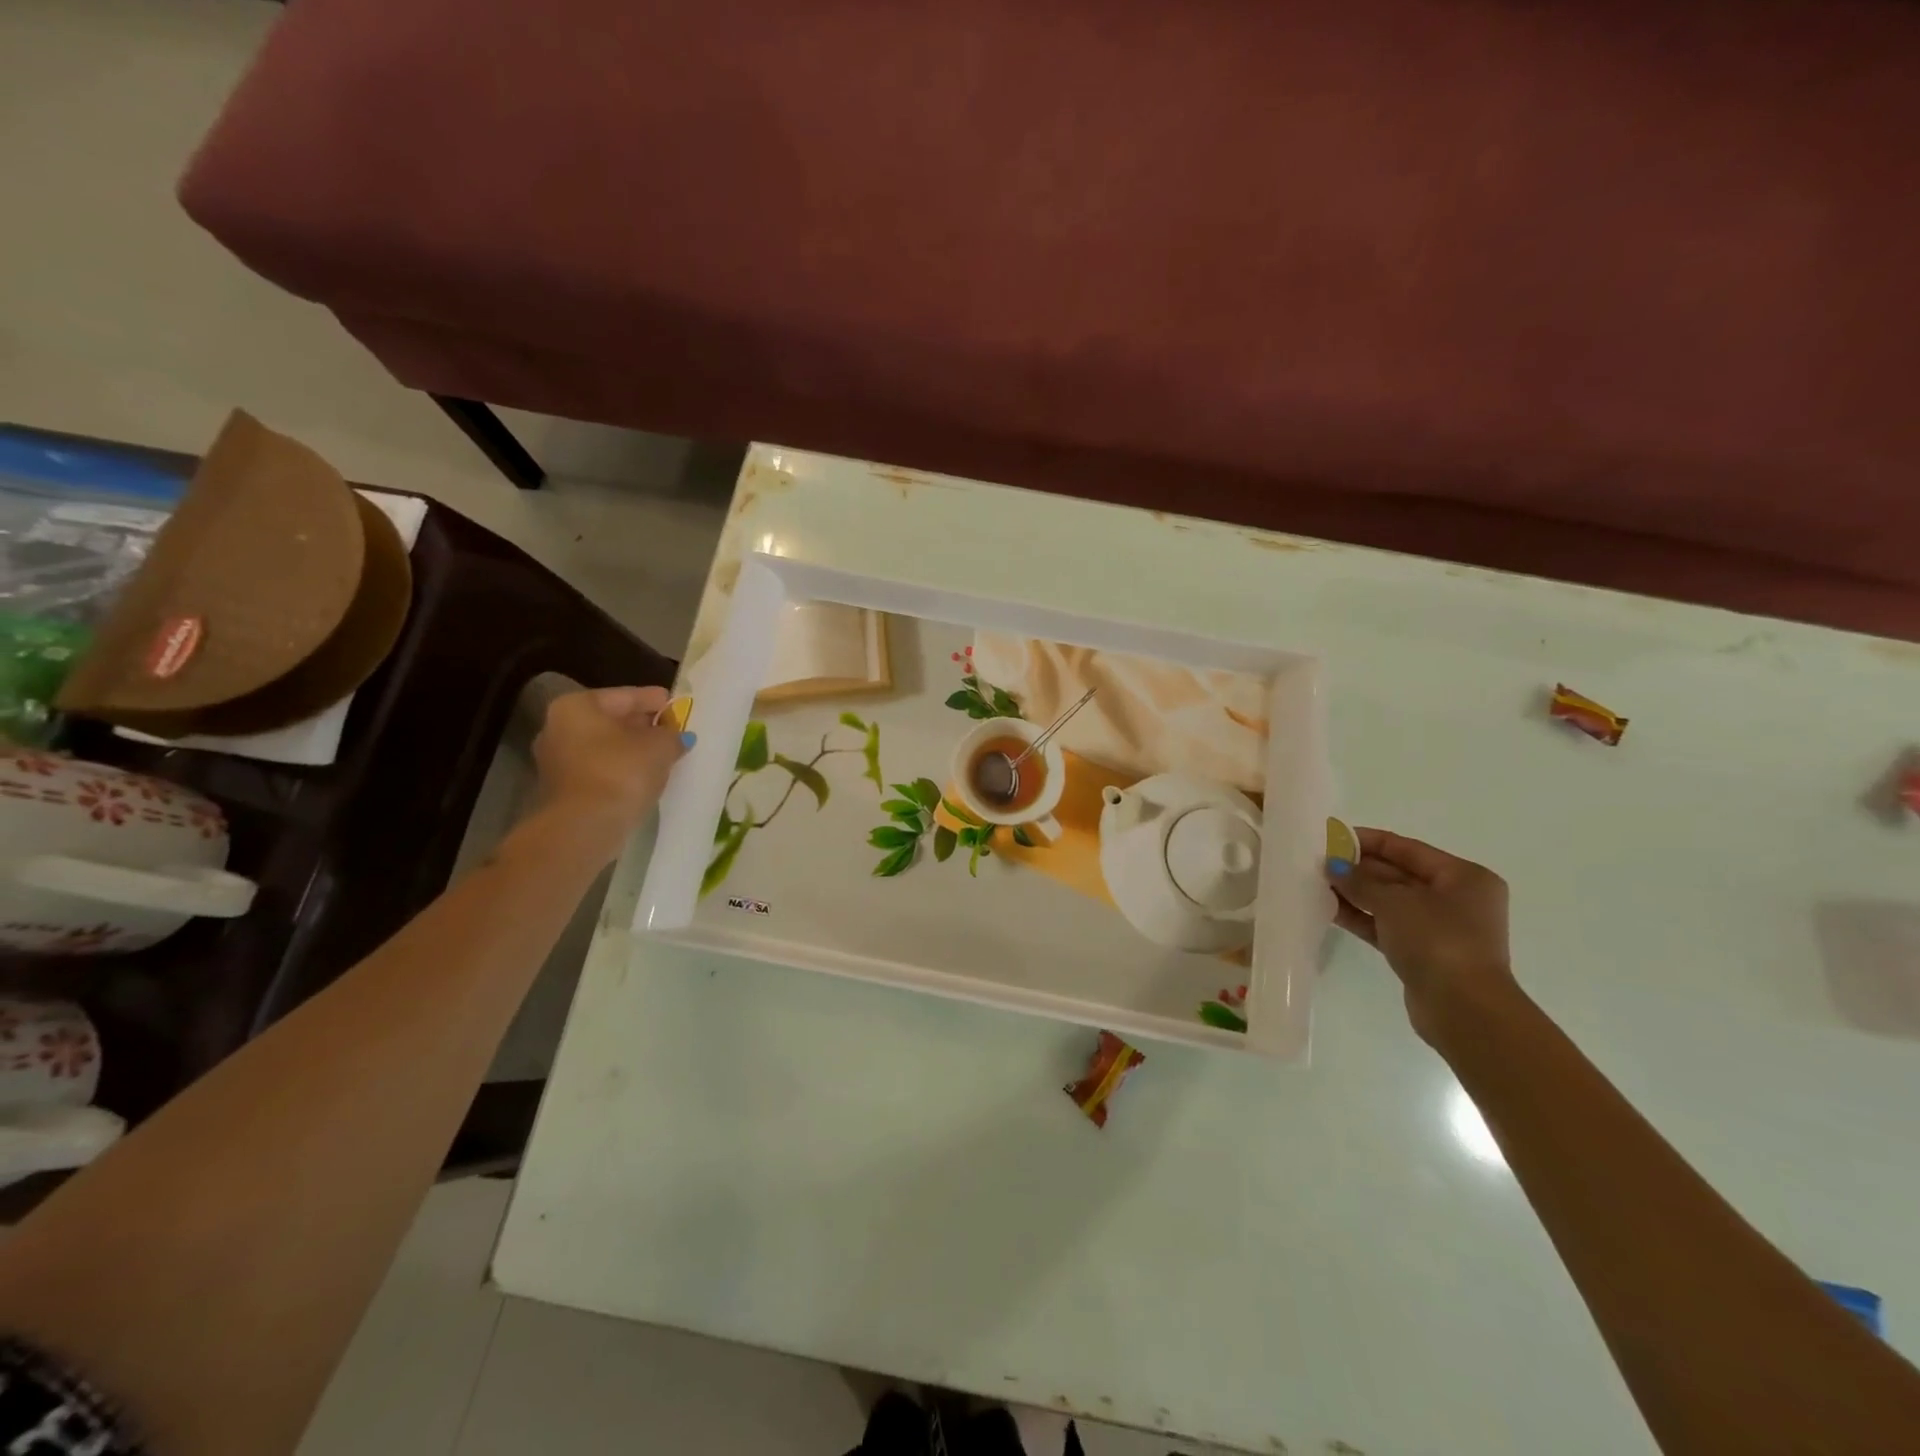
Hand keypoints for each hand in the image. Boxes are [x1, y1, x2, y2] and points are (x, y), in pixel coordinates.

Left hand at [532, 686, 687, 848]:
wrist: (586, 826)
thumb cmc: (622, 771)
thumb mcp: (660, 746)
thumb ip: (672, 734)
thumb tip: (676, 736)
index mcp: (577, 705)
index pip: (625, 696)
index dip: (656, 700)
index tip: (678, 705)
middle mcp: (558, 727)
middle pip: (612, 721)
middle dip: (643, 726)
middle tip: (673, 731)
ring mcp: (556, 760)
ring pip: (605, 747)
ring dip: (633, 750)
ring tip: (664, 757)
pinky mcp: (563, 789)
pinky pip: (600, 770)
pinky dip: (622, 770)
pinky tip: (645, 777)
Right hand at [1330, 829, 1516, 1040]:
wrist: (1463, 1009)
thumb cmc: (1438, 940)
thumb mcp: (1394, 901)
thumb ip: (1360, 880)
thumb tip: (1333, 866)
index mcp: (1463, 877)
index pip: (1407, 848)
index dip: (1368, 841)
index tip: (1331, 837)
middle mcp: (1456, 899)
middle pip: (1398, 874)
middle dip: (1358, 868)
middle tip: (1317, 862)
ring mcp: (1439, 929)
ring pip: (1389, 902)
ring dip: (1355, 893)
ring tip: (1316, 883)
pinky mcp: (1423, 953)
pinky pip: (1386, 926)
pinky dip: (1361, 917)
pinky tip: (1328, 909)